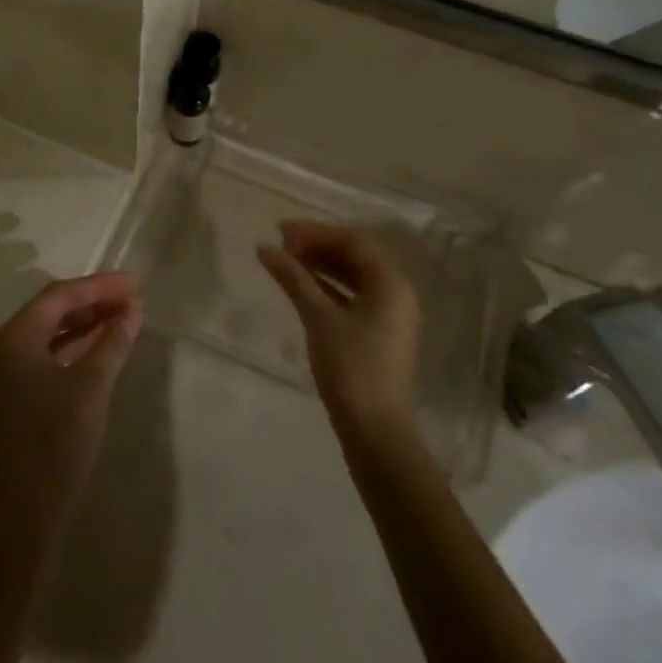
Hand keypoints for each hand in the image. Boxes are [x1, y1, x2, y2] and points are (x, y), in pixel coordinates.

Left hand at [0, 272, 142, 529]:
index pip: (60, 295)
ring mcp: (10, 372)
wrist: (26, 510)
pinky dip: (77, 345)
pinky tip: (103, 346)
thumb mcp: (91, 386)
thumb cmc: (57, 440)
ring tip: (124, 317)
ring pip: (52, 331)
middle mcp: (7, 346)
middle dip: (94, 301)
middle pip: (54, 309)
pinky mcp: (19, 393)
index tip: (134, 284)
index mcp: (16, 336)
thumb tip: (132, 310)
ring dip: (87, 322)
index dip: (99, 286)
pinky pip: (50, 353)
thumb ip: (112, 342)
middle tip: (133, 298)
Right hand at [257, 221, 419, 436]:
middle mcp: (396, 292)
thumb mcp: (319, 318)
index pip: (353, 240)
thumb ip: (293, 278)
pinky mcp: (378, 333)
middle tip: (282, 243)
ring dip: (321, 264)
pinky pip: (352, 296)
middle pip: (355, 255)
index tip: (281, 232)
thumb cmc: (351, 368)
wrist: (375, 431)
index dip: (316, 231)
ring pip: (353, 276)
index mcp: (391, 283)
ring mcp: (389, 315)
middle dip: (318, 245)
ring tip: (287, 260)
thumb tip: (265, 248)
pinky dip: (327, 286)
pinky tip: (301, 286)